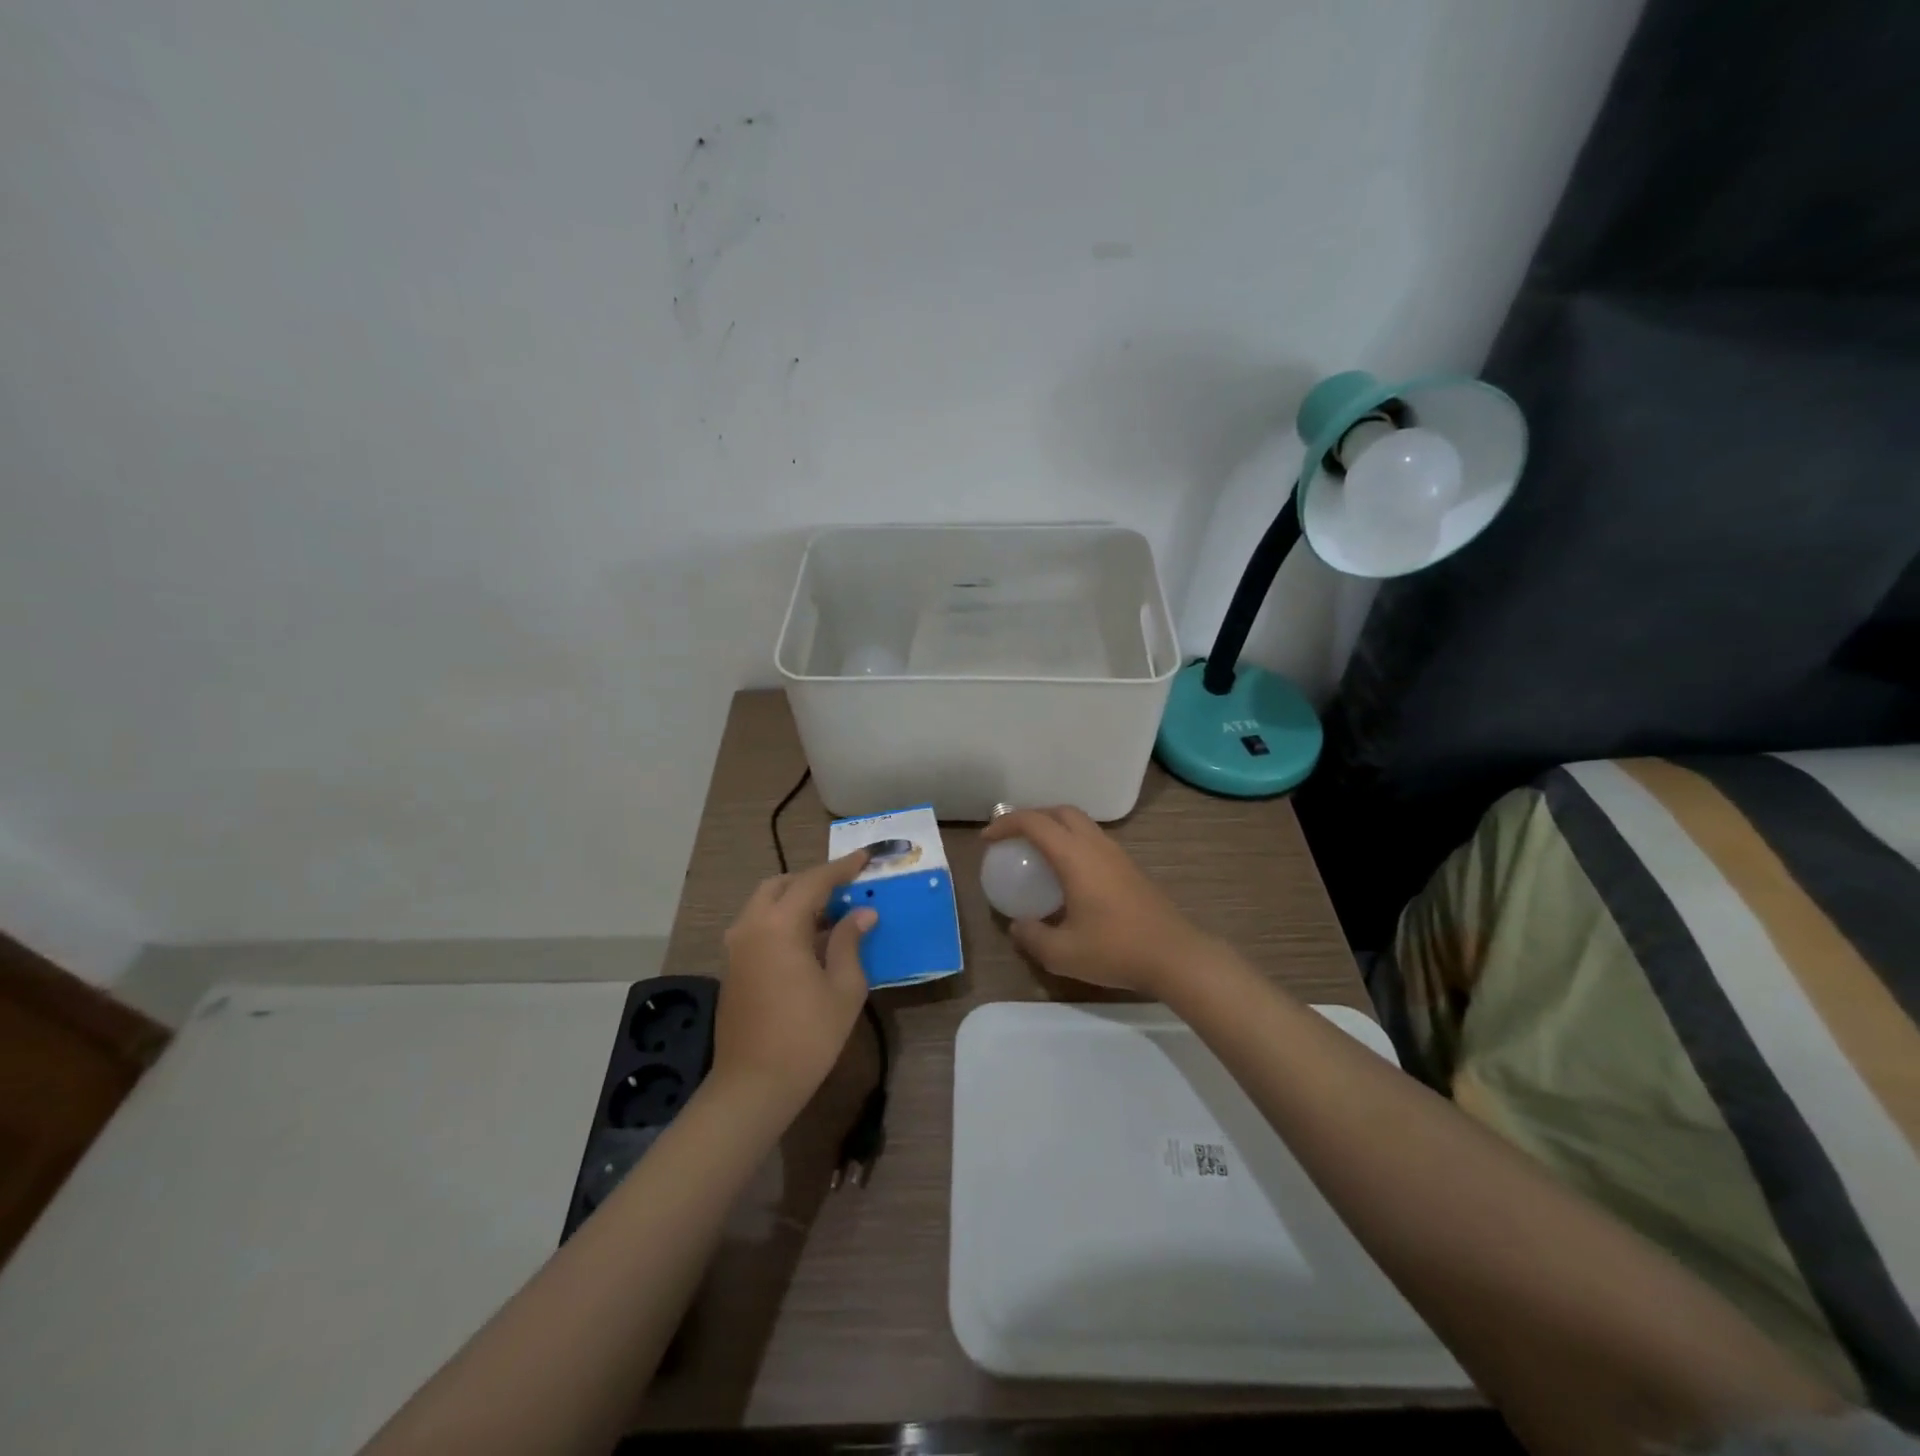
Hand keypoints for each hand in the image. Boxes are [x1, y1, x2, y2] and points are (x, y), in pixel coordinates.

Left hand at [715, 851, 875, 1108]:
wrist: (753, 1086)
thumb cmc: (807, 1036)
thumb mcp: (843, 988)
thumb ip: (849, 942)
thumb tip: (862, 913)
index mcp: (779, 925)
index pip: (814, 881)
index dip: (842, 868)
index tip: (865, 857)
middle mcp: (751, 926)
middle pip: (781, 885)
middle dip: (812, 880)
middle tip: (845, 888)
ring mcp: (736, 947)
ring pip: (764, 903)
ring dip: (795, 899)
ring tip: (829, 914)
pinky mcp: (732, 966)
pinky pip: (757, 925)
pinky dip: (781, 919)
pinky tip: (807, 941)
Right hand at [981, 807, 1215, 996]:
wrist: (1175, 956)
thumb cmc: (1116, 950)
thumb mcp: (1063, 953)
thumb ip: (1033, 937)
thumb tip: (1018, 926)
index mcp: (1076, 857)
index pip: (1035, 823)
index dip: (1006, 824)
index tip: (988, 839)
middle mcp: (1096, 846)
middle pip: (1061, 812)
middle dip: (1032, 817)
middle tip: (1013, 838)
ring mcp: (1117, 854)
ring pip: (1081, 824)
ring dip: (1055, 828)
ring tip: (1037, 853)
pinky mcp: (1130, 868)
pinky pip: (1094, 841)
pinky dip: (1072, 843)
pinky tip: (1067, 875)